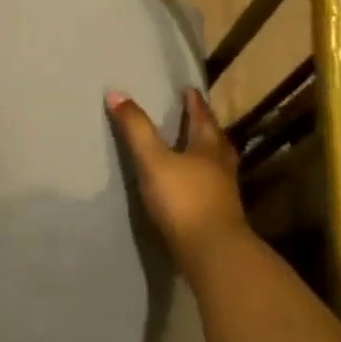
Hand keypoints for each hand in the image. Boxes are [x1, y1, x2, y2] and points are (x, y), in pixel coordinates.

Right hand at [107, 87, 251, 270]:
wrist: (212, 252)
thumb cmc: (184, 199)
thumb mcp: (153, 160)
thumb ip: (136, 128)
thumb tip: (116, 92)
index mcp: (207, 147)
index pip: (201, 117)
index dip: (194, 103)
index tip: (189, 89)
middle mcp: (221, 166)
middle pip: (215, 139)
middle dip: (205, 126)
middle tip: (196, 115)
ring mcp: (224, 193)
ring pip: (218, 164)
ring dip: (207, 153)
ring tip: (194, 149)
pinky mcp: (220, 216)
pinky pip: (213, 187)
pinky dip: (203, 179)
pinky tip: (193, 185)